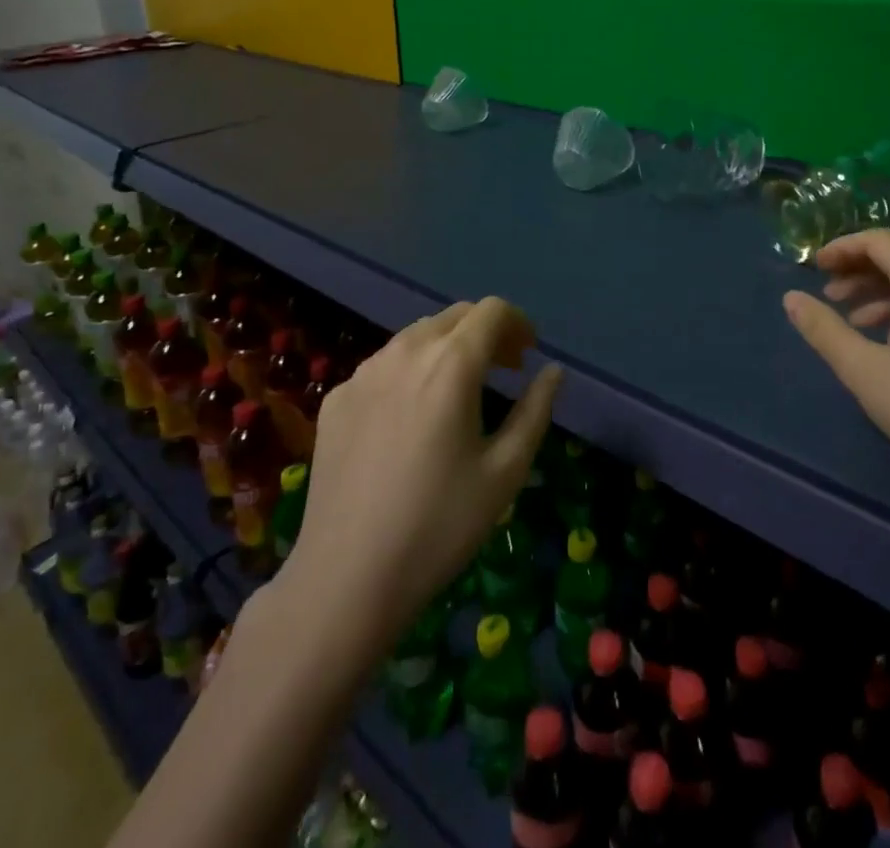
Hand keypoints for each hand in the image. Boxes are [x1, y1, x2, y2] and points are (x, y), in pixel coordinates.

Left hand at [284, 298, 561, 649]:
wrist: (346, 579)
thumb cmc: (440, 526)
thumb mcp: (505, 471)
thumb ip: (535, 410)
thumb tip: (552, 371)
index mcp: (451, 364)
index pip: (492, 311)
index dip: (518, 323)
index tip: (528, 355)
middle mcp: (405, 353)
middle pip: (454, 316)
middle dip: (486, 332)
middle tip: (504, 370)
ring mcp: (364, 373)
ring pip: (416, 335)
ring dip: (447, 347)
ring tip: (460, 389)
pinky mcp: (336, 398)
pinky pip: (384, 365)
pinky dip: (410, 370)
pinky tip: (412, 416)